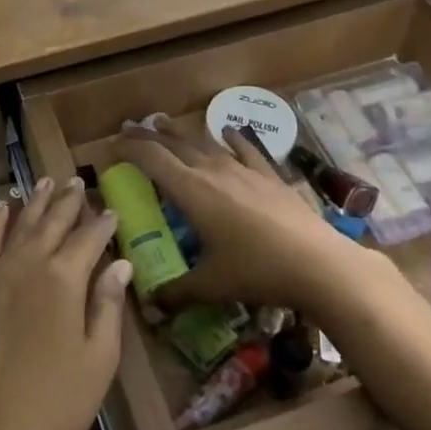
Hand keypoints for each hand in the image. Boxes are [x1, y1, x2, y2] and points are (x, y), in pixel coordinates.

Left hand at [0, 178, 131, 429]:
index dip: (103, 223)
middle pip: (53, 223)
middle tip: (79, 182)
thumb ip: (108, 303)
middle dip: (69, 201)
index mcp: (64, 279)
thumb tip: (120, 262)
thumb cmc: (61, 406)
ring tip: (47, 180)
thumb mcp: (100, 358)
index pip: (89, 238)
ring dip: (35, 202)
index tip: (114, 210)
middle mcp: (29, 266)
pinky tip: (1, 206)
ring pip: (20, 226)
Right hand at [121, 124, 380, 313]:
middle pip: (174, 143)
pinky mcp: (270, 175)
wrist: (318, 264)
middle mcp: (213, 170)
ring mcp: (244, 169)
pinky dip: (232, 137)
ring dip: (182, 132)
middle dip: (149, 135)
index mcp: (191, 191)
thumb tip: (150, 306)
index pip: (151, 159)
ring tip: (166, 123)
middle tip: (131, 129)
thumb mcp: (210, 285)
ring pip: (205, 141)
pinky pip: (246, 147)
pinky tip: (229, 130)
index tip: (112, 147)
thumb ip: (176, 292)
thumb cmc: (256, 271)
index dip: (129, 149)